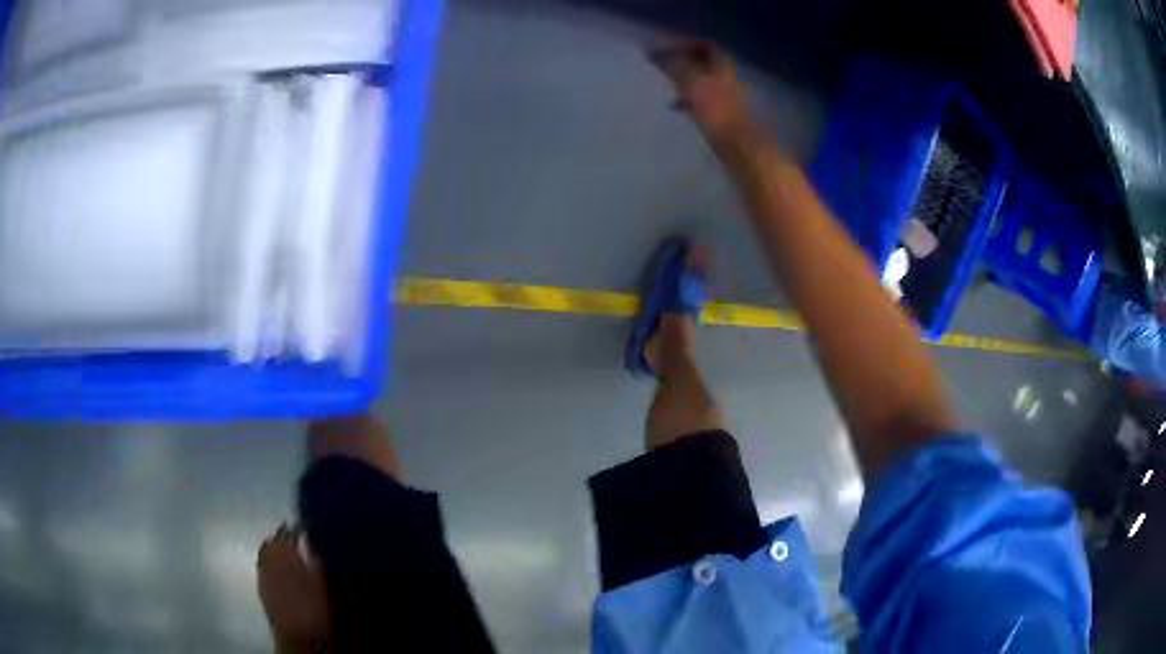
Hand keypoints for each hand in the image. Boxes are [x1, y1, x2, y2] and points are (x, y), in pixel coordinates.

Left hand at [257, 523, 329, 650]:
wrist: (297, 636)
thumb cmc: (313, 610)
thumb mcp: (322, 585)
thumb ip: (314, 559)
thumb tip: (307, 538)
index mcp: (285, 558)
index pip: (284, 535)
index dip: (292, 529)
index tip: (300, 527)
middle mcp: (269, 561)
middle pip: (272, 541)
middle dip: (281, 537)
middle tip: (293, 536)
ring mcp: (263, 574)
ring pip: (264, 552)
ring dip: (272, 547)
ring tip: (282, 548)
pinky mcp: (261, 586)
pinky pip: (261, 564)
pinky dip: (266, 559)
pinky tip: (274, 565)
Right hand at [648, 40, 754, 147]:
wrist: (741, 147)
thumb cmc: (717, 112)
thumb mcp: (691, 83)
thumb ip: (673, 64)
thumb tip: (651, 47)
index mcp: (722, 64)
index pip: (701, 44)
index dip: (680, 44)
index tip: (658, 50)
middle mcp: (726, 74)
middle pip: (701, 60)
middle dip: (679, 61)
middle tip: (658, 66)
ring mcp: (725, 93)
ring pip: (700, 78)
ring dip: (681, 78)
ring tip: (664, 84)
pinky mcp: (722, 112)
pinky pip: (701, 96)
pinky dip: (687, 97)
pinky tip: (675, 106)